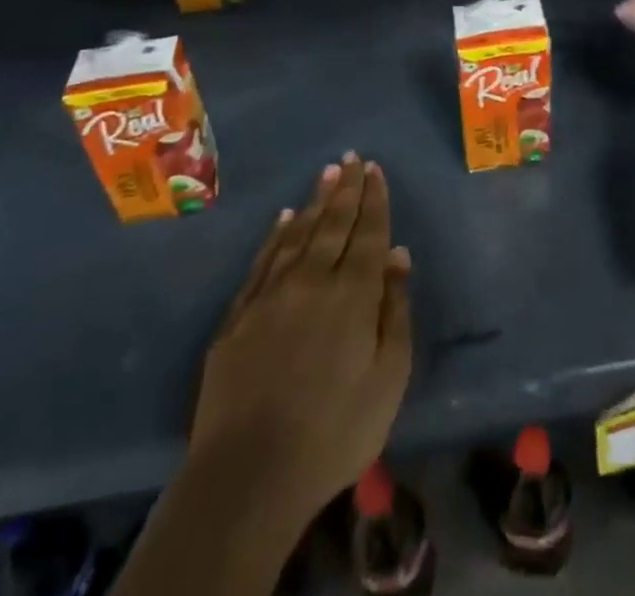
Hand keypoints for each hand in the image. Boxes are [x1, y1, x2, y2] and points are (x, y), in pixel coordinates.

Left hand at [191, 154, 411, 519]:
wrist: (248, 476)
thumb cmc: (334, 432)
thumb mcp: (388, 378)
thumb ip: (395, 311)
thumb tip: (397, 255)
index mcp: (353, 295)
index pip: (367, 233)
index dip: (374, 200)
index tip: (375, 169)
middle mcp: (312, 281)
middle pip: (333, 224)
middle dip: (346, 189)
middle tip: (352, 158)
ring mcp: (270, 296)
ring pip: (298, 234)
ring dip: (315, 201)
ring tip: (327, 173)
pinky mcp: (238, 317)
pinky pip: (263, 261)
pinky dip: (276, 235)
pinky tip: (284, 218)